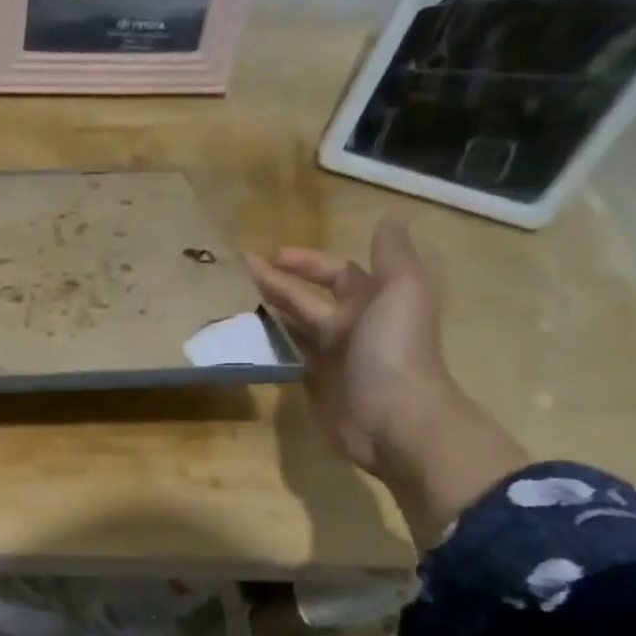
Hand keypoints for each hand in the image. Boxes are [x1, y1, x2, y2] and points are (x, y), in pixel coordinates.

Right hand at [249, 218, 527, 546]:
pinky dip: (270, 346)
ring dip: (270, 312)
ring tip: (234, 300)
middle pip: (309, 299)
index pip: (337, 272)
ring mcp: (331, 357)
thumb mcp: (401, 290)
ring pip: (295, 327)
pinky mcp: (314, 385)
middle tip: (241, 271)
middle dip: (278, 282)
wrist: (394, 418)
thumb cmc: (394, 349)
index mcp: (373, 301)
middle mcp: (351, 326)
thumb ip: (393, 255)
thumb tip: (391, 216)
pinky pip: (288, 358)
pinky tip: (245, 338)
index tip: (272, 255)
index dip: (308, 262)